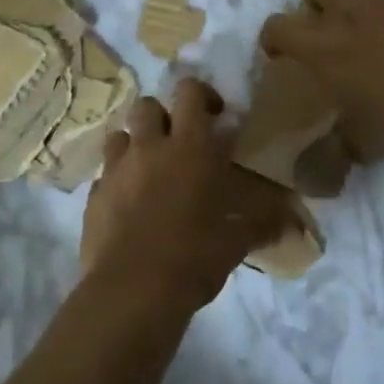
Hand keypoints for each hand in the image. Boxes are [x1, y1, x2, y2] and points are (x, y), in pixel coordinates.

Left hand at [81, 78, 293, 311]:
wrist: (132, 291)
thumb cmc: (193, 257)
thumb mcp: (235, 242)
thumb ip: (261, 224)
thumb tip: (290, 222)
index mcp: (189, 148)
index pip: (190, 92)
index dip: (201, 95)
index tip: (214, 116)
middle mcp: (149, 148)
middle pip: (146, 105)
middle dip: (161, 116)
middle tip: (177, 142)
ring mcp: (116, 170)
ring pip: (119, 135)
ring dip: (134, 145)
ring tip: (148, 170)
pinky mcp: (93, 196)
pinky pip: (103, 175)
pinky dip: (116, 182)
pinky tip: (128, 206)